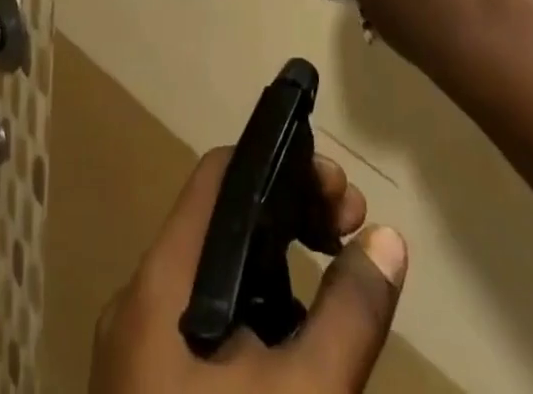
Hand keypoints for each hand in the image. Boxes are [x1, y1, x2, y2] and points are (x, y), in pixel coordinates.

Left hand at [91, 148, 407, 393]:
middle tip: (353, 229)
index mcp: (162, 281)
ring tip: (336, 276)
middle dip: (292, 211)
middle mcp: (143, 299)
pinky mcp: (149, 389)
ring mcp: (142, 349)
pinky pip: (207, 321)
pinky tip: (298, 341)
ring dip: (280, 263)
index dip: (280, 162)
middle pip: (221, 219)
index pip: (218, 174)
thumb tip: (391, 239)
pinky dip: (256, 310)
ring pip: (218, 272)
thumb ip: (349, 316)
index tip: (340, 193)